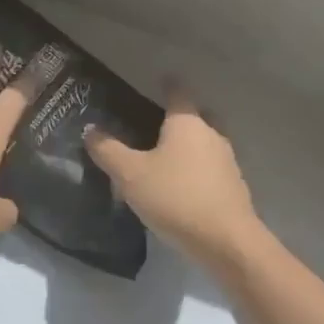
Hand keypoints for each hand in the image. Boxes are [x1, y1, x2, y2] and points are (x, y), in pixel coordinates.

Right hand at [83, 91, 264, 266]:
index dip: (167, 85)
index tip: (158, 81)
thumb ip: (108, 151)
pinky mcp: (233, 187)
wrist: (226, 241)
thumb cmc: (175, 197)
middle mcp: (211, 134)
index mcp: (187, 123)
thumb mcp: (130, 175)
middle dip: (179, 117)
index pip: (177, 92)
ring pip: (205, 143)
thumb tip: (90, 129)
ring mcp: (227, 161)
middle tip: (155, 124)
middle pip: (196, 116)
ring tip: (164, 159)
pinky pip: (211, 168)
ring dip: (188, 147)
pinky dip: (196, 170)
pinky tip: (181, 186)